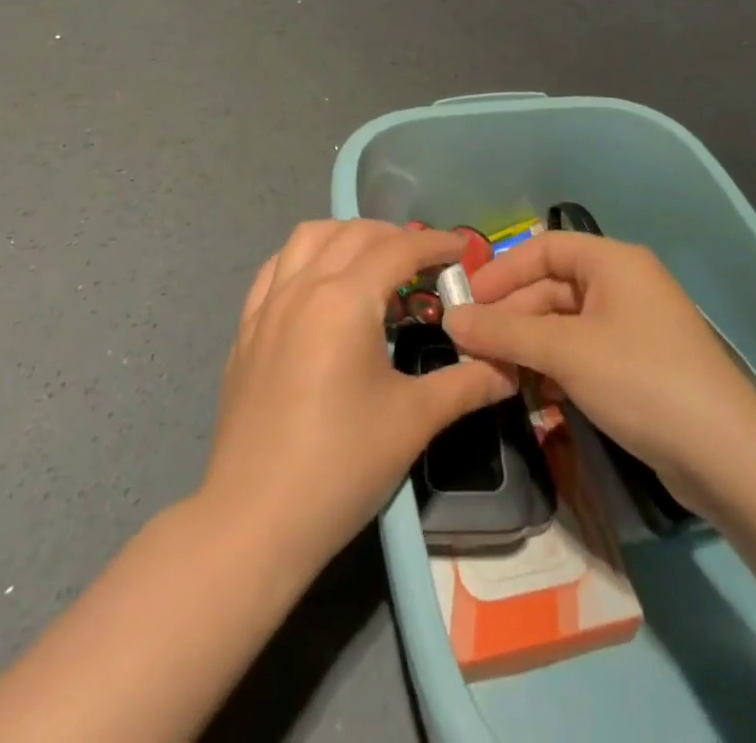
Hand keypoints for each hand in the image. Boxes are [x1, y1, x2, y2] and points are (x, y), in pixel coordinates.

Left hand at [201, 220, 515, 574]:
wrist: (254, 521)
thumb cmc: (341, 465)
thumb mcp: (414, 420)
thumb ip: (467, 383)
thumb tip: (510, 367)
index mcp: (344, 299)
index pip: (399, 249)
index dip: (437, 244)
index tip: (466, 251)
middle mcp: (303, 286)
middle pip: (355, 233)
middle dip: (397, 238)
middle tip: (427, 266)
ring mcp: (267, 305)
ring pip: (308, 238)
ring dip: (347, 236)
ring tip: (374, 265)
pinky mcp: (245, 329)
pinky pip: (275, 268)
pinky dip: (305, 259)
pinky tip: (320, 286)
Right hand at [442, 230, 755, 505]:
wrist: (726, 457)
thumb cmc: (641, 380)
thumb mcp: (565, 351)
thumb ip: (504, 332)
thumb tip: (452, 320)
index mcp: (613, 262)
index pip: (544, 248)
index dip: (502, 270)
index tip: (466, 301)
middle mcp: (623, 285)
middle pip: (552, 288)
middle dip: (511, 317)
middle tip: (471, 348)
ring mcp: (632, 328)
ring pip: (564, 325)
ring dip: (528, 347)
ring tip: (494, 375)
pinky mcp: (637, 367)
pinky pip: (582, 353)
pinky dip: (554, 367)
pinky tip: (533, 395)